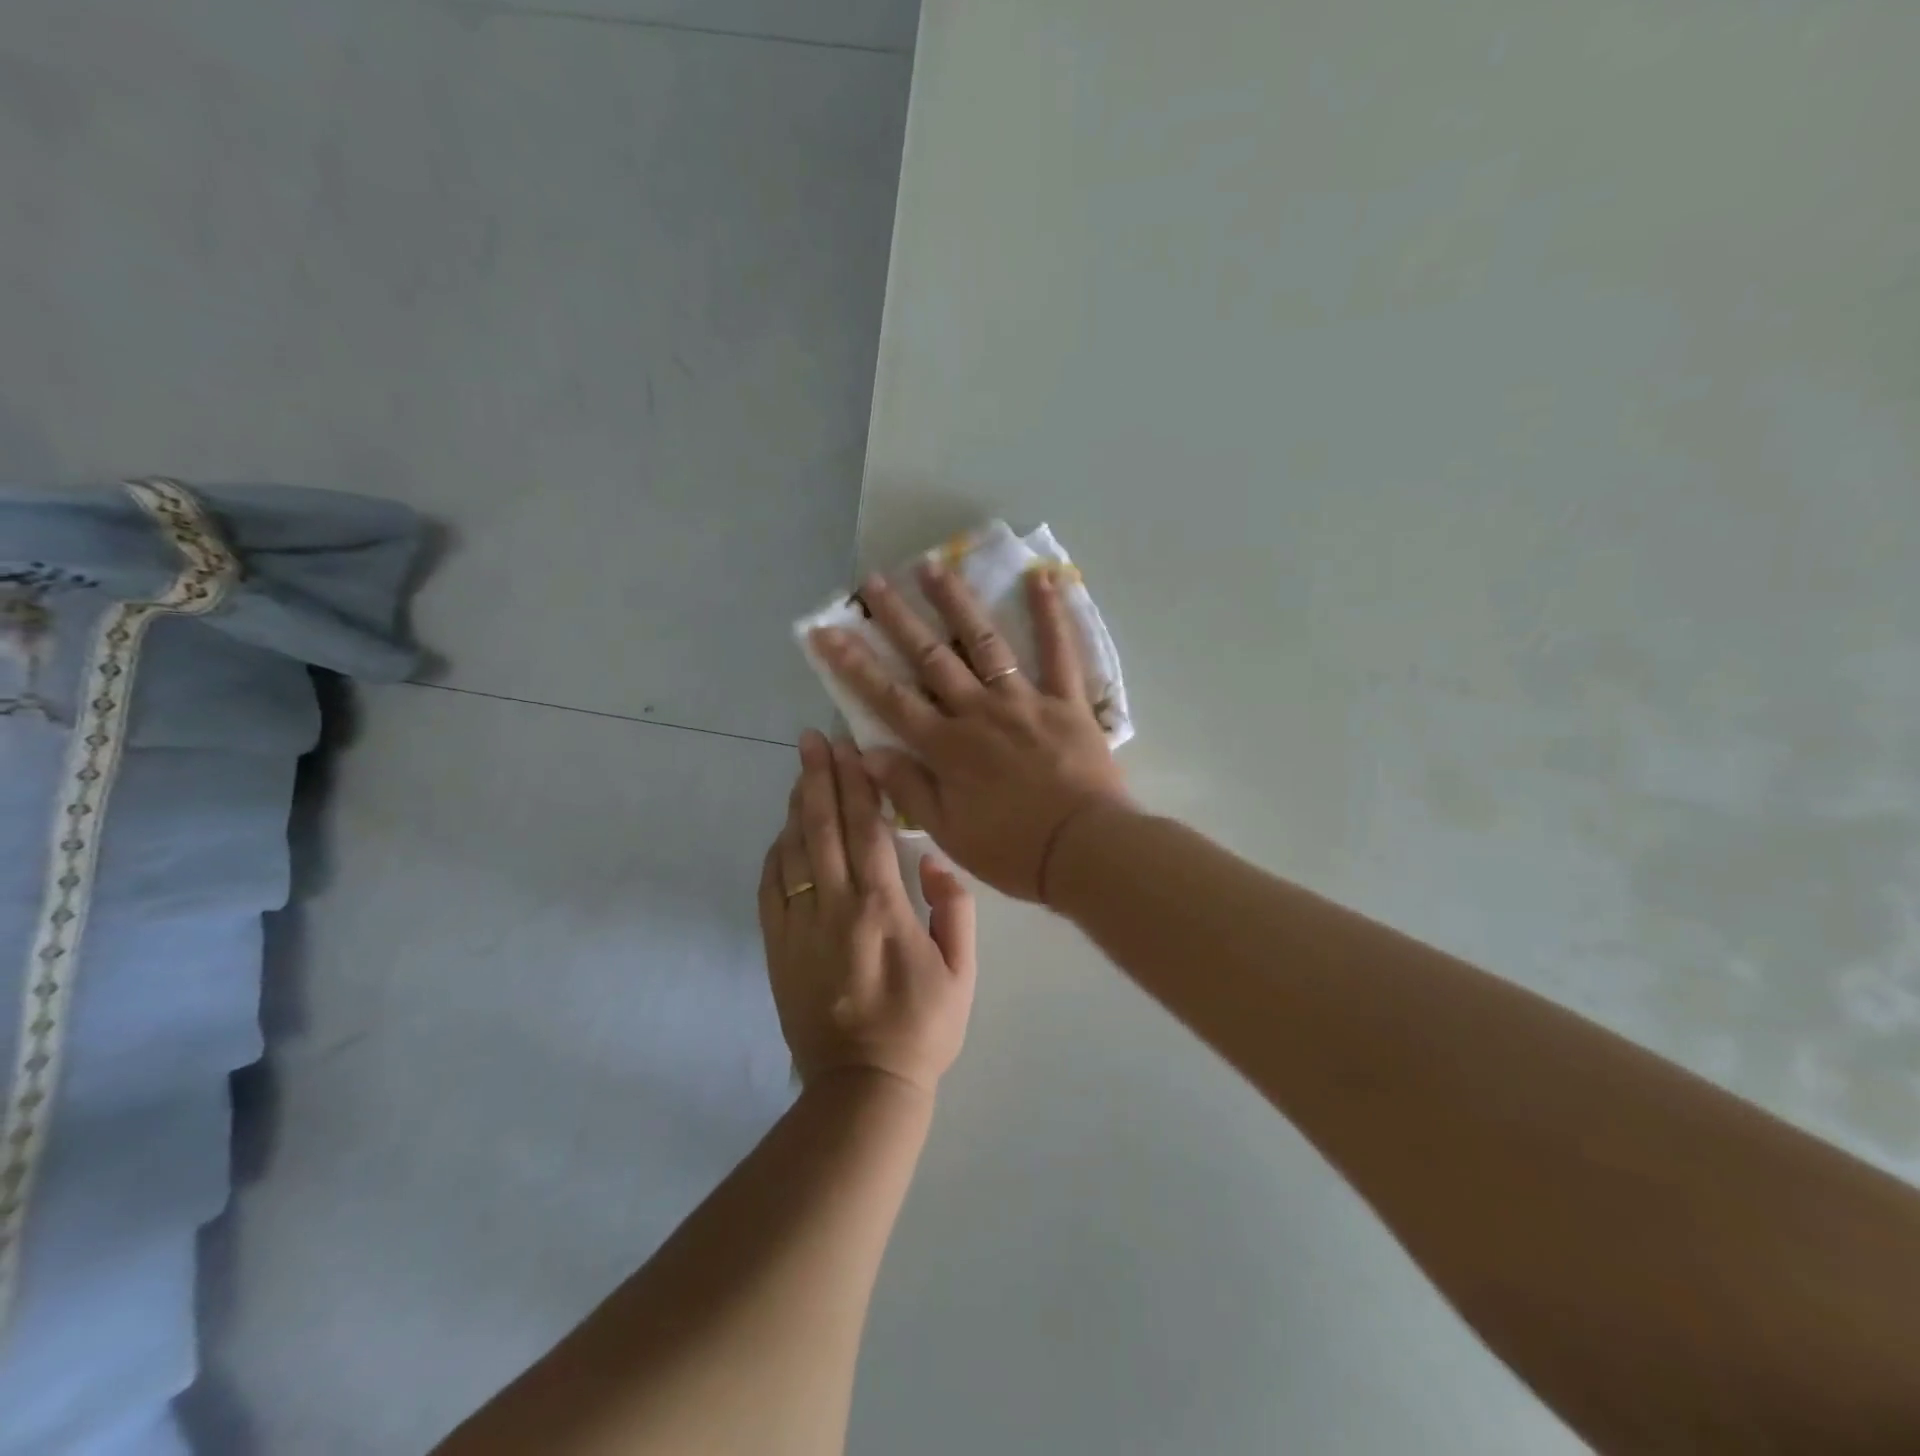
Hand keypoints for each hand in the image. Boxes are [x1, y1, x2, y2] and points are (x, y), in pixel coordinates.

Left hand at [758, 731, 975, 1094]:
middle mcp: (835, 906)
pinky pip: (770, 888)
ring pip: (793, 851)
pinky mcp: (777, 948)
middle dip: (817, 777)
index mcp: (882, 907)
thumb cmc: (922, 1027)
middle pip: (822, 827)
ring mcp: (799, 926)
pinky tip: (782, 833)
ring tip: (800, 771)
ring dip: (796, 807)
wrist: (863, 1087)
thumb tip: (936, 860)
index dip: (855, 783)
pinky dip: (775, 853)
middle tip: (812, 739)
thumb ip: (955, 909)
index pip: (866, 828)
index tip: (847, 748)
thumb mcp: (962, 971)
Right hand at [810, 558, 1129, 901]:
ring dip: (956, 602)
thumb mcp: (948, 832)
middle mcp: (978, 711)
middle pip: (930, 657)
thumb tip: (868, 752)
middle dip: (897, 618)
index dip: (853, 664)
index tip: (826, 631)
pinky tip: (1043, 577)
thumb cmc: (1013, 850)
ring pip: (984, 642)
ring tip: (933, 565)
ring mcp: (1023, 700)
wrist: (1084, 851)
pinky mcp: (1066, 700)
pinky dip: (1051, 614)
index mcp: (946, 747)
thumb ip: (908, 789)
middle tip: (873, 581)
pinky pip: (1059, 651)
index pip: (888, 698)